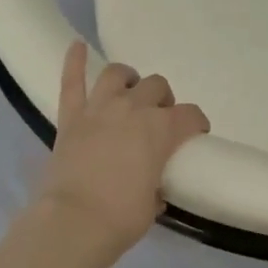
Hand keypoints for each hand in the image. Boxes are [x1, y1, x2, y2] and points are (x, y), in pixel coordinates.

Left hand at [37, 41, 209, 253]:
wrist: (74, 222)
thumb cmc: (122, 218)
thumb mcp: (153, 203)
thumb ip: (156, 184)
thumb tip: (152, 186)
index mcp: (162, 130)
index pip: (191, 115)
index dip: (196, 123)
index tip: (195, 135)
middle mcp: (133, 109)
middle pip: (157, 87)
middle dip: (163, 100)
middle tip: (158, 118)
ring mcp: (99, 109)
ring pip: (116, 74)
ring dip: (127, 79)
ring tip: (129, 90)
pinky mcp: (70, 117)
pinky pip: (71, 81)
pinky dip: (73, 61)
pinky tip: (77, 45)